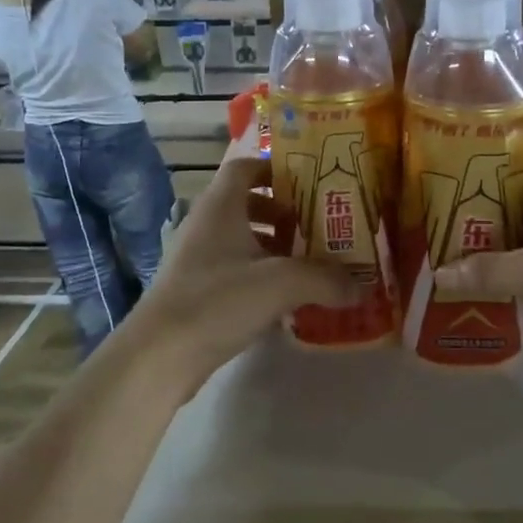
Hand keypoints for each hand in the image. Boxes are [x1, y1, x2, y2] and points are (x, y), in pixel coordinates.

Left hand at [128, 156, 353, 387]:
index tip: (311, 183)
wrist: (161, 354)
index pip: (246, 167)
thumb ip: (326, 279)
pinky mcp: (199, 291)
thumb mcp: (282, 283)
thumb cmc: (219, 299)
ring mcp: (199, 259)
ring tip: (313, 264)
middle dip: (285, 213)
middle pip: (249, 204)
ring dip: (276, 248)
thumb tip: (362, 286)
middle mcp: (207, 225)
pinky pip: (237, 272)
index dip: (277, 169)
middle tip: (321, 227)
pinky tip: (289, 300)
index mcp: (222, 206)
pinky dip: (263, 277)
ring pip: (244, 241)